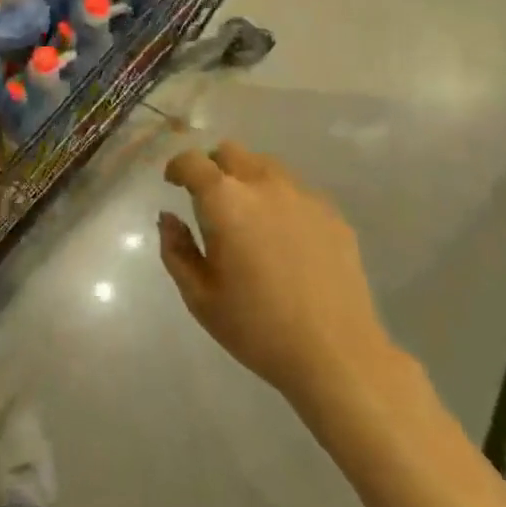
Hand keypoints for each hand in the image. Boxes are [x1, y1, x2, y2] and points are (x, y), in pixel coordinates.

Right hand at [160, 142, 394, 407]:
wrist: (336, 354)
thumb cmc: (257, 328)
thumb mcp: (200, 297)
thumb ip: (176, 250)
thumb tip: (169, 218)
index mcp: (225, 200)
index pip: (192, 161)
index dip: (178, 167)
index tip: (173, 183)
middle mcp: (263, 184)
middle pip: (231, 152)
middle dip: (213, 167)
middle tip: (210, 200)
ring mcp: (302, 195)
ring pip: (266, 165)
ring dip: (248, 178)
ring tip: (249, 215)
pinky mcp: (331, 212)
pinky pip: (296, 190)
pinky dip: (281, 200)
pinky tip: (285, 237)